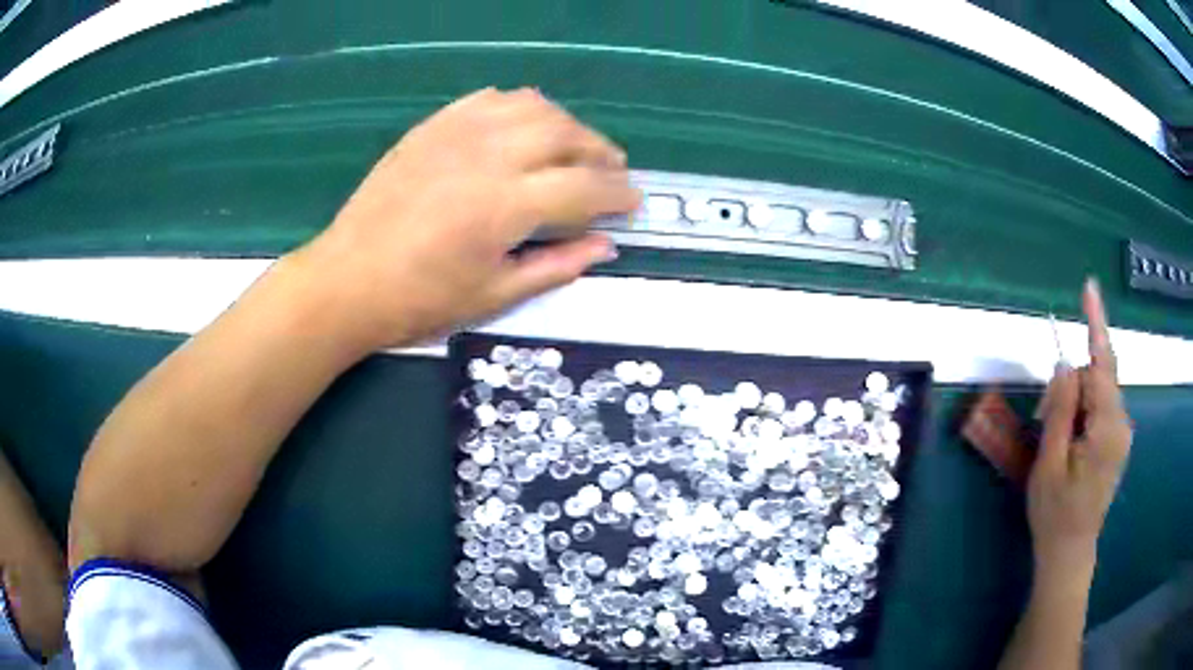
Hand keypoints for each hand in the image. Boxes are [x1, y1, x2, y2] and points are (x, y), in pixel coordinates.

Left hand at [295, 87, 640, 352]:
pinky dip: (520, 107)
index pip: (585, 187)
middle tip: (612, 171)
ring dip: (565, 124)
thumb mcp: (495, 296)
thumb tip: (605, 246)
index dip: (618, 194)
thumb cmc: (420, 300)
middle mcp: (488, 156)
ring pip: (533, 106)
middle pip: (565, 134)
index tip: (633, 202)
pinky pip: (490, 99)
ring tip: (573, 147)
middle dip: (600, 151)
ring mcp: (457, 133)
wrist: (348, 280)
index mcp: (505, 205)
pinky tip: (524, 126)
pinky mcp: (433, 126)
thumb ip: (557, 265)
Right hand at [1028, 279, 1132, 570]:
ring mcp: (1120, 432)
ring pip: (1096, 392)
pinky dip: (1080, 412)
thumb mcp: (1048, 464)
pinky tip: (1066, 438)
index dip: (1095, 323)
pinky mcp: (1116, 440)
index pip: (1101, 364)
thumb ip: (1060, 410)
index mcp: (1107, 428)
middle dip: (1068, 385)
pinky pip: (1099, 407)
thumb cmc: (1055, 515)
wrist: (1069, 553)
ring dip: (1072, 403)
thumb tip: (1063, 363)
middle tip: (1041, 418)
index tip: (1089, 287)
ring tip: (1052, 437)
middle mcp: (1121, 423)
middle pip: (1096, 377)